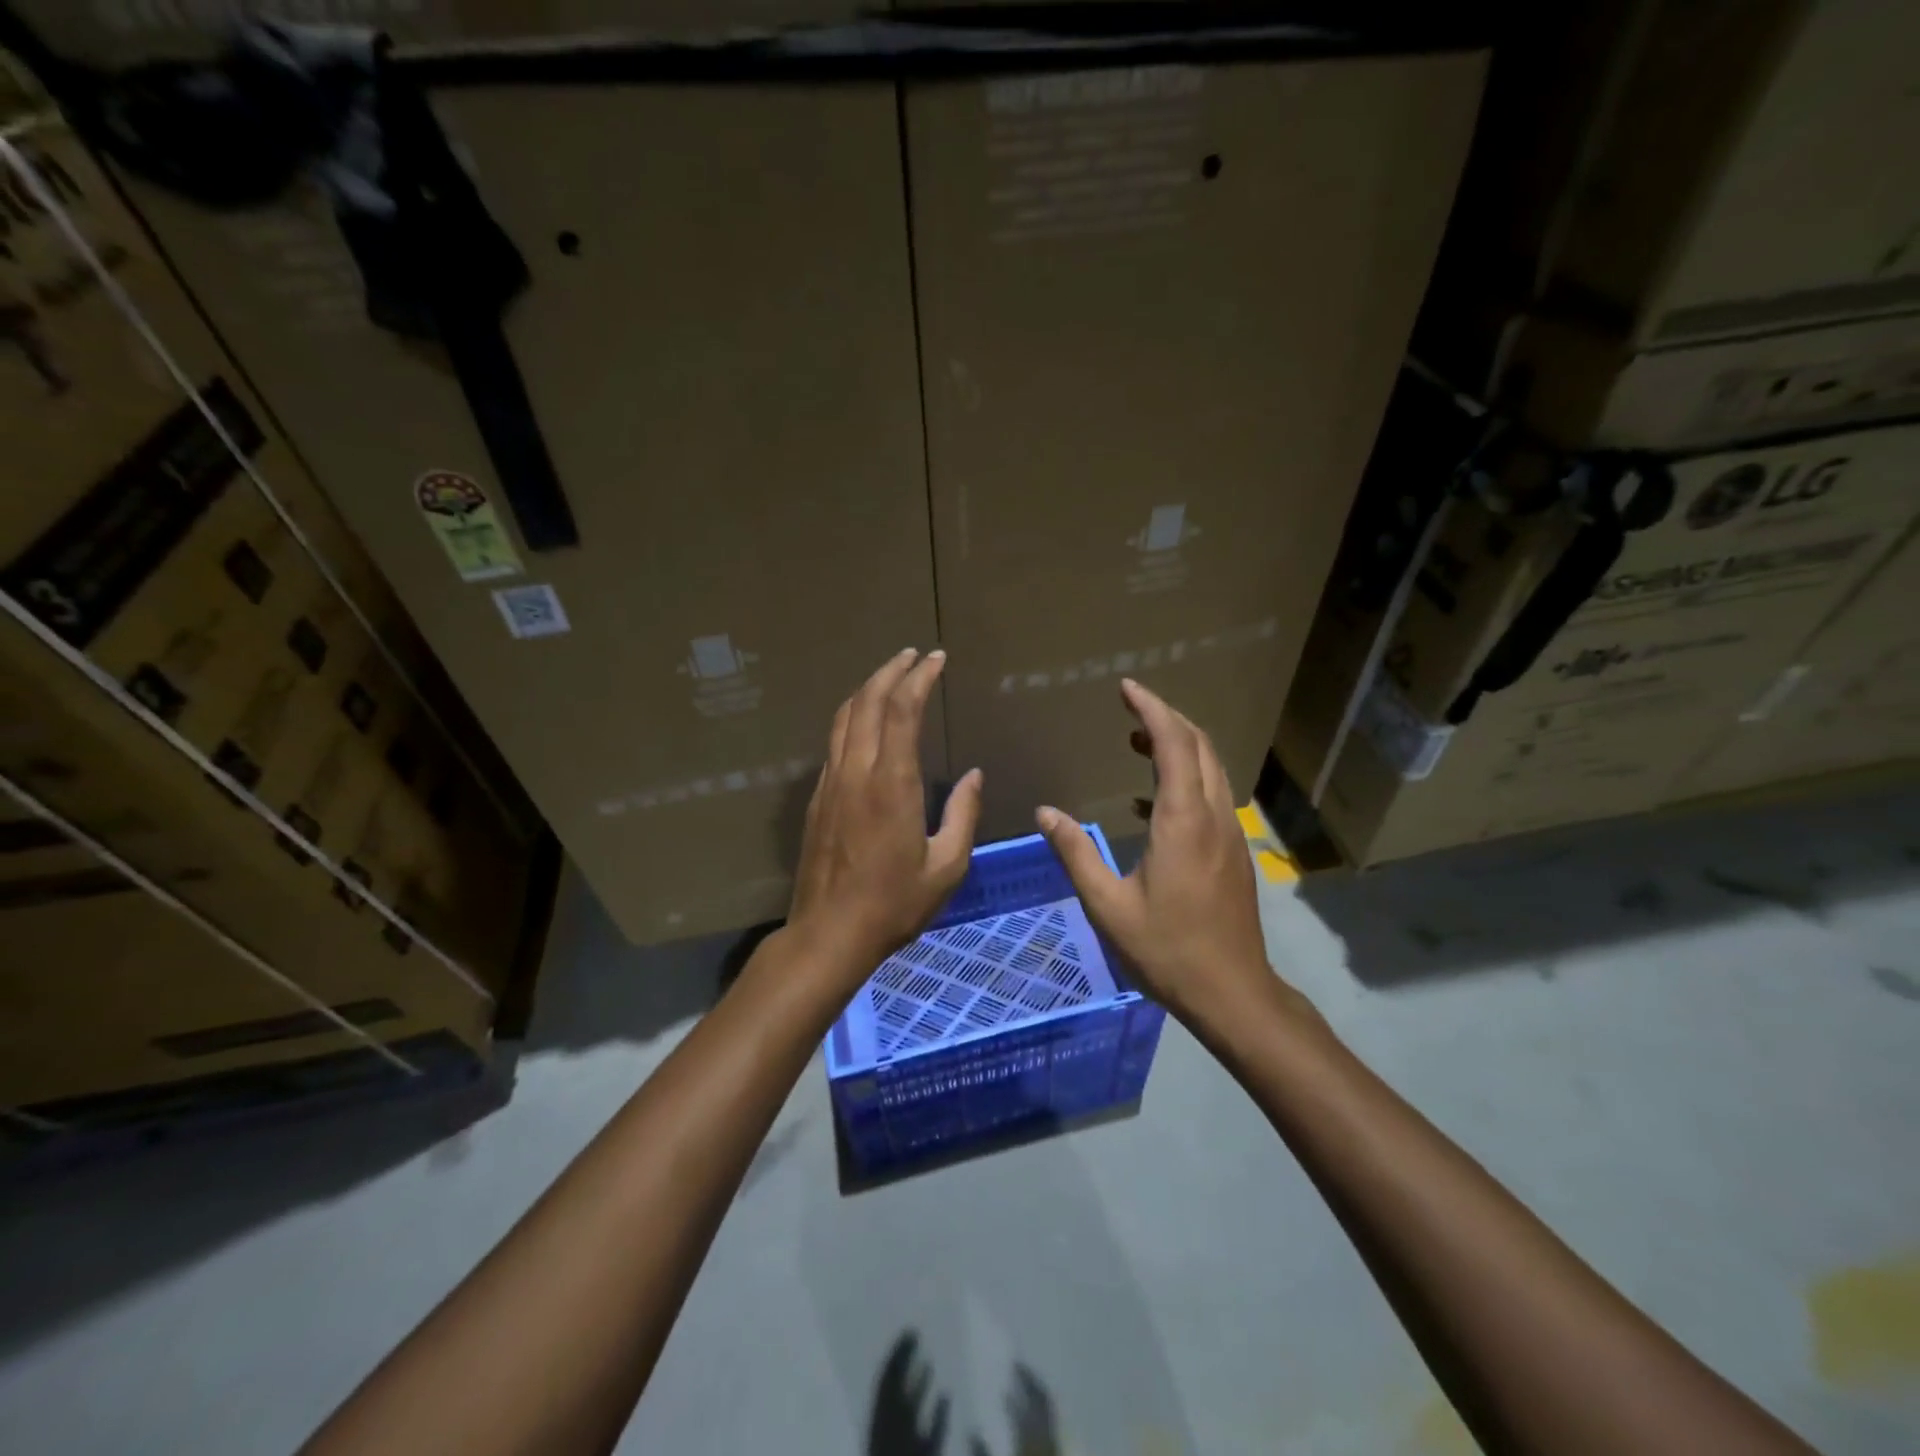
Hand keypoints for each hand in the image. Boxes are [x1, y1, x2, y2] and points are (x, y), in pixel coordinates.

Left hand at [788, 649, 982, 984]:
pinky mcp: (817, 798)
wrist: (828, 934)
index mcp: (892, 783)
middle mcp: (856, 772)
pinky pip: (834, 742)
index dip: (919, 678)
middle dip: (891, 671)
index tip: (936, 659)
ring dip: (867, 689)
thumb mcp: (947, 866)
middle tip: (913, 655)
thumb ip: (963, 814)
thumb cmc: (894, 905)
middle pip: (867, 702)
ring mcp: (830, 783)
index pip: (902, 711)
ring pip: (844, 718)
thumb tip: (973, 776)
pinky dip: (852, 718)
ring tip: (889, 676)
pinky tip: (865, 723)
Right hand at [1035, 678, 1278, 1026]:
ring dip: (1180, 744)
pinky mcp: (1233, 851)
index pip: (1174, 744)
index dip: (1151, 709)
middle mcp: (1213, 816)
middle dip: (1167, 717)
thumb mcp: (1108, 905)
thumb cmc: (1166, 949)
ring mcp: (1229, 833)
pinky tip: (1151, 799)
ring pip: (1211, 768)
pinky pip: (1212, 793)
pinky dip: (1186, 775)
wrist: (1232, 992)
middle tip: (1131, 706)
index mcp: (1183, 821)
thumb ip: (1076, 853)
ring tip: (1138, 739)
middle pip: (1199, 746)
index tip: (1127, 688)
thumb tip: (1045, 813)